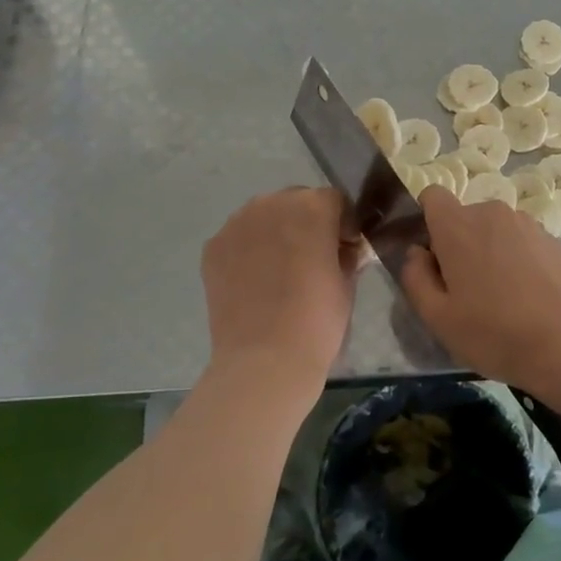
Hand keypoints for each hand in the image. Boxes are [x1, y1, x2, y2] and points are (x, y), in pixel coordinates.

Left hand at [201, 188, 358, 398]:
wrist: (265, 359)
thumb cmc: (318, 319)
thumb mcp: (347, 283)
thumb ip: (346, 255)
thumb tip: (343, 250)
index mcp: (313, 207)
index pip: (334, 201)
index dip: (343, 224)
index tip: (345, 250)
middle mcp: (272, 203)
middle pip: (296, 202)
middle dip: (308, 224)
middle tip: (313, 259)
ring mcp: (237, 224)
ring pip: (264, 216)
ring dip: (276, 233)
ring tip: (281, 271)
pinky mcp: (213, 247)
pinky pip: (239, 238)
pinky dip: (249, 251)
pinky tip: (256, 281)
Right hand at [399, 188, 560, 391]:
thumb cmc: (493, 331)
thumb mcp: (437, 317)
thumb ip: (415, 277)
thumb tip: (416, 253)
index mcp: (458, 225)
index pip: (432, 196)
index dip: (426, 220)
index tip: (431, 255)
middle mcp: (492, 212)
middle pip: (464, 218)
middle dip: (458, 244)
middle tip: (464, 289)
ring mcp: (527, 223)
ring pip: (494, 230)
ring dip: (489, 251)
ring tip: (500, 296)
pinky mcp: (552, 239)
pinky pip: (521, 242)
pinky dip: (517, 259)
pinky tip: (526, 296)